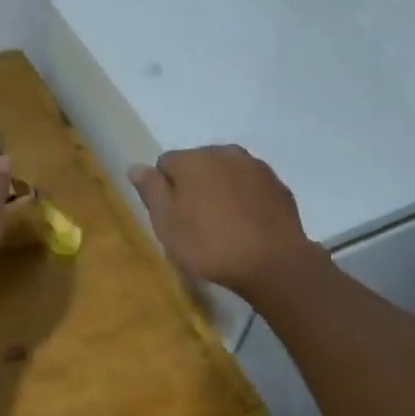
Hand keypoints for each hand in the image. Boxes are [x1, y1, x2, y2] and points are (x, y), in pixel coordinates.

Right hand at [128, 146, 319, 298]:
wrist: (272, 262)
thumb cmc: (209, 244)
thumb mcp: (167, 223)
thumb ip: (151, 190)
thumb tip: (136, 167)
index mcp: (193, 159)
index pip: (165, 164)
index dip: (164, 190)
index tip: (171, 218)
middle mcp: (224, 153)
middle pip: (198, 165)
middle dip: (193, 186)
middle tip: (195, 223)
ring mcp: (255, 167)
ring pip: (226, 174)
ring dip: (220, 191)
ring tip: (223, 226)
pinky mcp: (277, 185)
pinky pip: (250, 187)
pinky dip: (244, 199)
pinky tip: (246, 226)